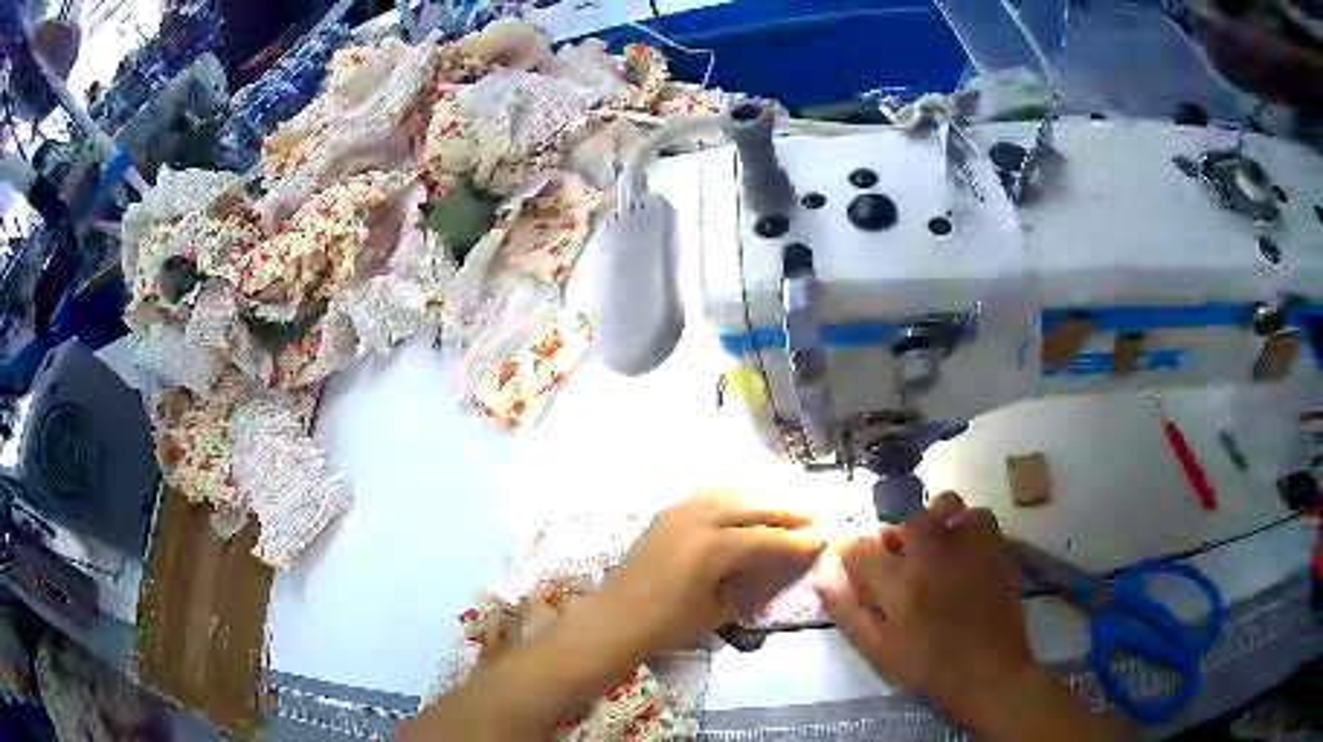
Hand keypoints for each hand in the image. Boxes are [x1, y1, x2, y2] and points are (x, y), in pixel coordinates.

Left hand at [599, 490, 824, 651]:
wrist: (616, 617)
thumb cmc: (668, 623)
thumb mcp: (719, 609)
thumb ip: (752, 584)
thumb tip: (779, 566)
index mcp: (712, 546)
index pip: (766, 538)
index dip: (796, 541)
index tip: (821, 540)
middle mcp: (697, 518)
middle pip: (752, 507)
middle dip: (785, 512)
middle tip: (812, 518)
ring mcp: (679, 511)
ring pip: (730, 494)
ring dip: (759, 500)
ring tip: (783, 509)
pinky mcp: (667, 513)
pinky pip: (708, 497)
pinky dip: (733, 499)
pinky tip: (745, 508)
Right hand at [816, 492, 1035, 724]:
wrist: (988, 673)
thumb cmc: (927, 668)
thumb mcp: (877, 649)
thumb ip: (847, 611)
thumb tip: (823, 576)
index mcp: (898, 584)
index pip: (860, 547)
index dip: (851, 552)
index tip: (855, 564)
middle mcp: (932, 555)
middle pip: (904, 516)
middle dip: (894, 534)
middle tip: (898, 559)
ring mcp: (968, 546)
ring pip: (944, 505)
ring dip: (932, 521)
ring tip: (933, 548)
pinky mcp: (995, 546)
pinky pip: (977, 515)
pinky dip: (965, 525)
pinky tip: (963, 550)